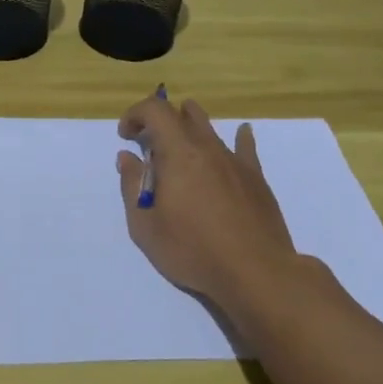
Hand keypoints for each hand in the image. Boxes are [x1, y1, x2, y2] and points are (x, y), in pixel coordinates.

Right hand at [116, 95, 303, 315]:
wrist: (256, 273)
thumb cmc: (193, 250)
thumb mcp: (145, 226)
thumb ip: (132, 186)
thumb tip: (128, 157)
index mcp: (178, 153)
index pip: (155, 110)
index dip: (136, 114)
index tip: (126, 137)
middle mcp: (207, 148)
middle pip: (183, 114)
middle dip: (160, 121)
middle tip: (149, 145)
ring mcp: (235, 161)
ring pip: (211, 128)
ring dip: (190, 128)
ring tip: (181, 147)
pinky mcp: (256, 178)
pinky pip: (245, 147)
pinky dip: (238, 137)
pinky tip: (241, 133)